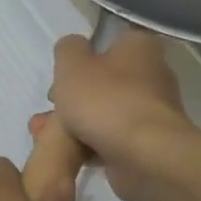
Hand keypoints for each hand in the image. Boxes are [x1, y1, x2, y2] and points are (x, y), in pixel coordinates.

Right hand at [36, 29, 195, 200]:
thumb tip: (74, 48)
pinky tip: (67, 153)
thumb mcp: (72, 63)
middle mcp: (153, 75)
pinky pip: (111, 140)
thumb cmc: (106, 100)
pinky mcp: (148, 144)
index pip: (108, 44)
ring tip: (47, 134)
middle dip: (74, 97)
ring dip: (76, 123)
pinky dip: (89, 145)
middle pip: (104, 82)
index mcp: (140, 47)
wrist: (144, 156)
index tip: (61, 77)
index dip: (82, 59)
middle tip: (52, 108)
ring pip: (104, 113)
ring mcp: (152, 112)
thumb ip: (68, 48)